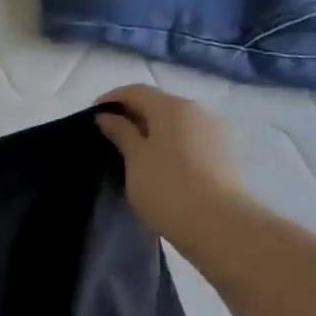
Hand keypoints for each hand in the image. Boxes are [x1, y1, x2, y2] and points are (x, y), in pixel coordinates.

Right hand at [95, 85, 248, 249]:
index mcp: (172, 107)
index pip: (136, 91)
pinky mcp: (222, 154)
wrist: (218, 224)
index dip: (111, 99)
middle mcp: (197, 111)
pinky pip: (187, 139)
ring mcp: (213, 132)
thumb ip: (121, 133)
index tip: (92, 117)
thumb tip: (107, 116)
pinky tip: (156, 165)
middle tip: (109, 137)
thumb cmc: (166, 187)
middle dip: (132, 115)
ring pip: (174, 122)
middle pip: (158, 104)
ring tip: (130, 153)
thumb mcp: (134, 159)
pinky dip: (168, 144)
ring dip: (151, 130)